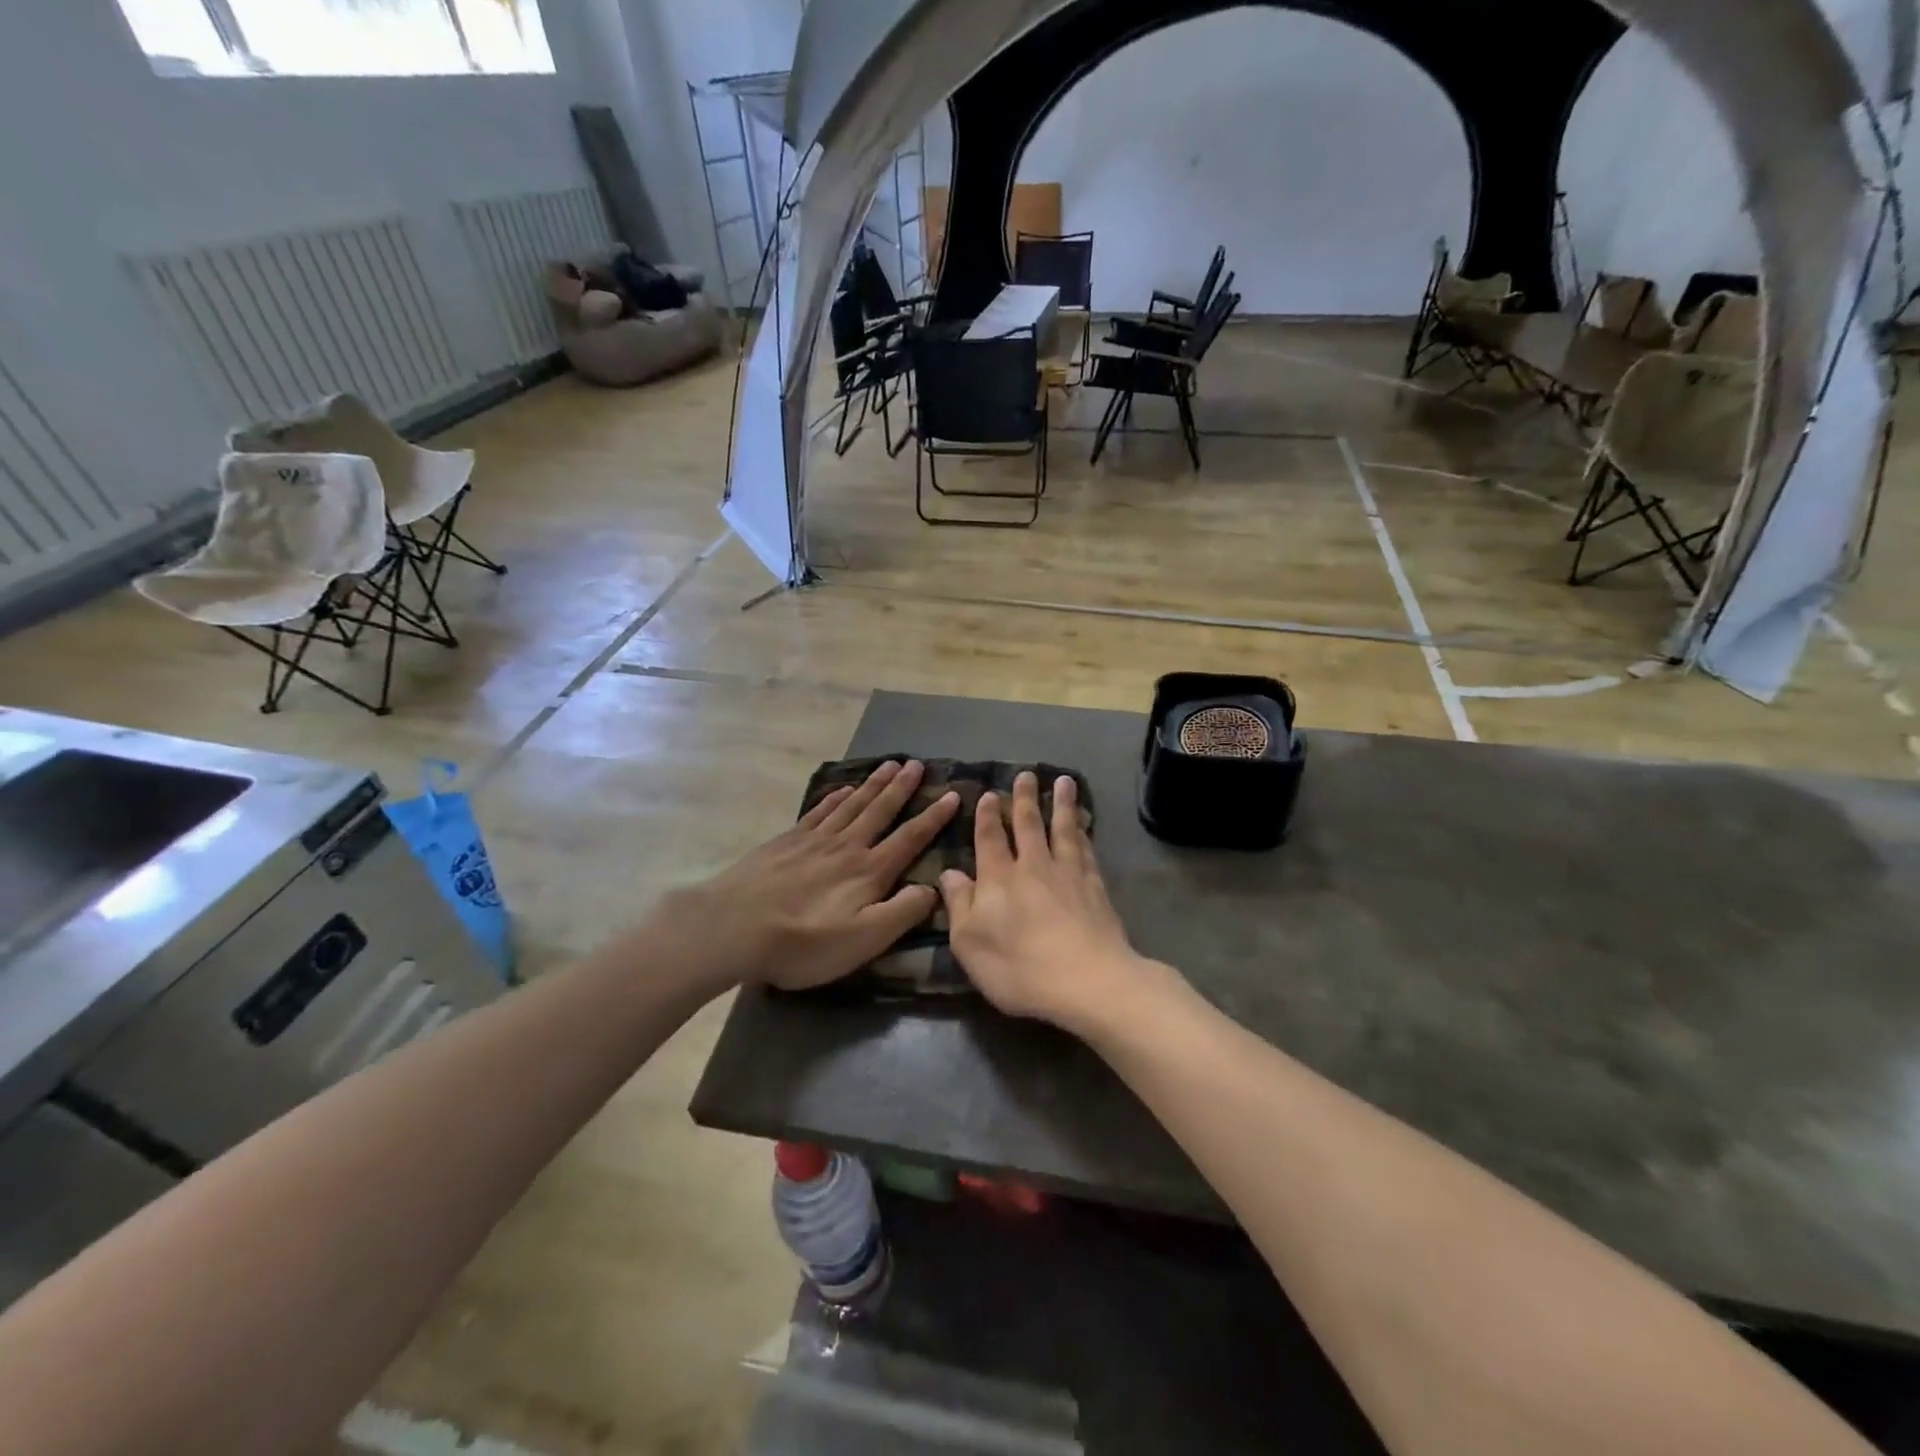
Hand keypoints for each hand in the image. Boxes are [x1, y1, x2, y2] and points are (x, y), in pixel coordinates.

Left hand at [672, 760, 959, 992]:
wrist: (733, 927)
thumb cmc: (803, 942)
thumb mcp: (864, 939)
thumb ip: (903, 912)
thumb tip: (933, 888)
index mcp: (869, 871)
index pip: (910, 838)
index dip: (934, 817)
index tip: (953, 794)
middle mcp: (846, 846)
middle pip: (880, 810)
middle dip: (902, 787)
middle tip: (917, 764)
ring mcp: (813, 840)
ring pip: (851, 804)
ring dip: (873, 785)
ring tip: (889, 765)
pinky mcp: (786, 842)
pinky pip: (819, 810)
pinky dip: (836, 797)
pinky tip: (843, 789)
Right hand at [940, 771, 1151, 1033]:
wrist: (1088, 981)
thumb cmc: (1019, 968)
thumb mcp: (970, 944)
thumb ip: (959, 905)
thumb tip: (950, 874)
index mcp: (998, 879)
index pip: (990, 839)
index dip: (988, 816)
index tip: (989, 794)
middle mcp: (1033, 867)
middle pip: (1028, 825)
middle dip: (1025, 799)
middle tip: (1026, 775)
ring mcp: (1068, 874)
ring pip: (1063, 829)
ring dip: (1061, 804)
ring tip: (1064, 781)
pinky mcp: (1095, 888)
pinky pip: (1087, 850)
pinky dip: (1084, 833)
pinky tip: (1084, 826)